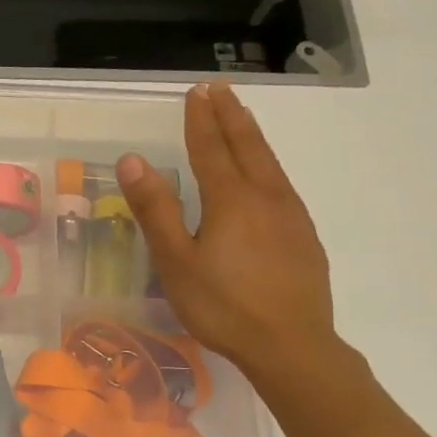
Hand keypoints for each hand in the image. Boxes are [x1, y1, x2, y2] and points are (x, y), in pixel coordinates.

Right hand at [117, 83, 339, 388]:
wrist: (292, 346)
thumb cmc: (223, 306)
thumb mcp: (176, 262)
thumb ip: (155, 210)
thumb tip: (133, 160)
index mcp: (230, 200)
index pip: (211, 148)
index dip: (201, 120)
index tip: (196, 92)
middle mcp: (265, 197)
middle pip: (247, 146)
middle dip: (230, 116)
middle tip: (219, 89)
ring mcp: (291, 216)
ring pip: (270, 163)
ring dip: (252, 136)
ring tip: (242, 118)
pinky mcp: (304, 237)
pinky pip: (282, 185)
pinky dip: (268, 164)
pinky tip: (266, 176)